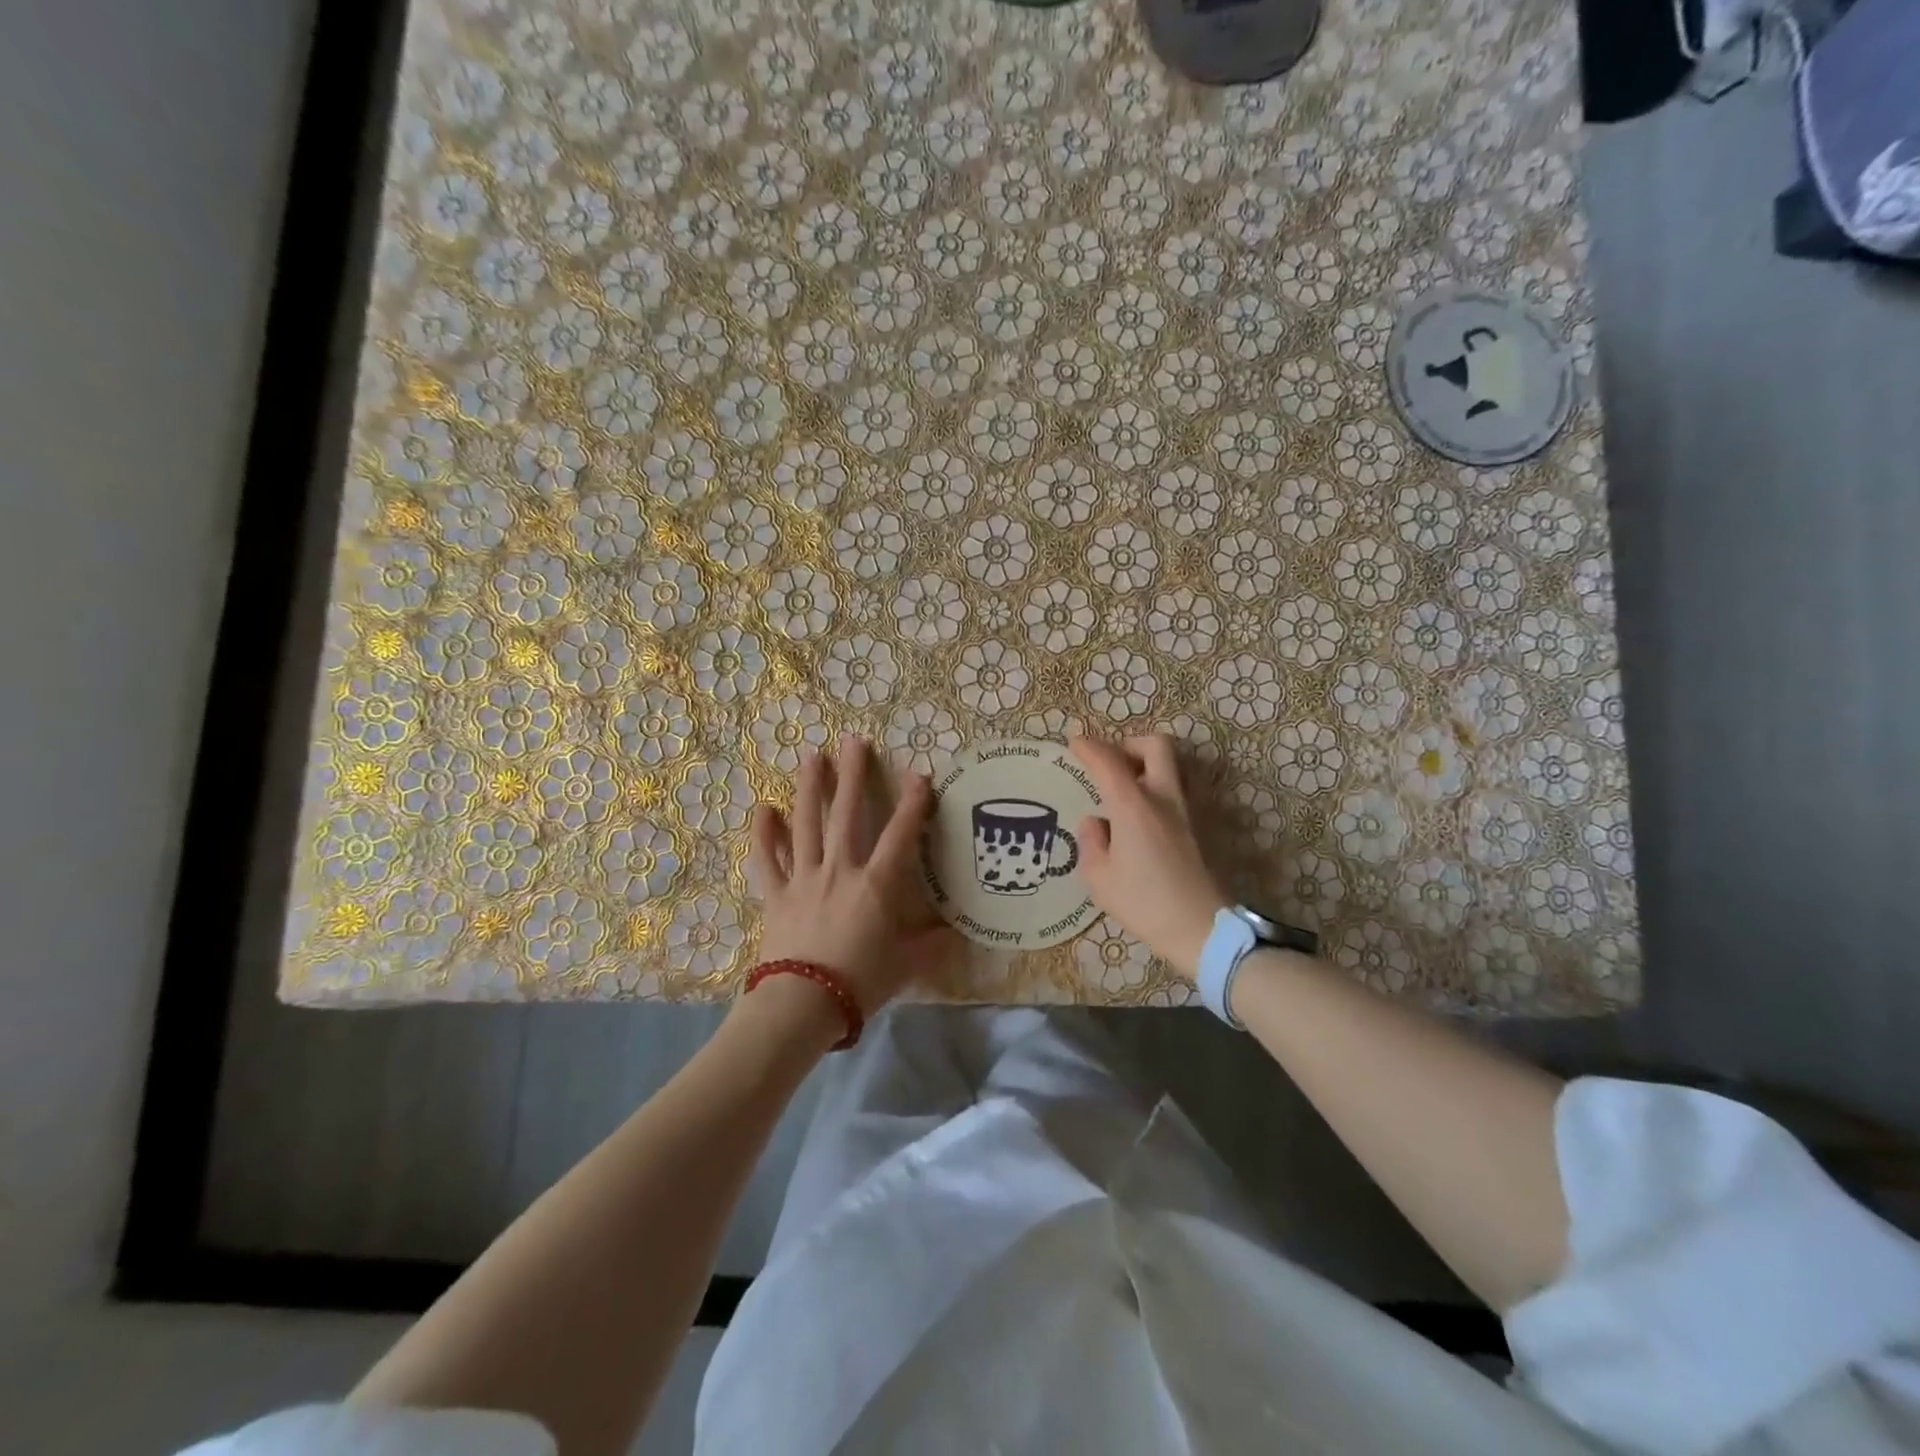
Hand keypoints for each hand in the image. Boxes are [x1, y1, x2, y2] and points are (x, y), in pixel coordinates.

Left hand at [747, 736, 949, 1014]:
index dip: (913, 803)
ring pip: (805, 825)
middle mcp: (840, 870)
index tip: (920, 775)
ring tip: (811, 756)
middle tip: (853, 740)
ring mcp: (803, 879)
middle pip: (846, 814)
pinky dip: (763, 835)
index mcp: (876, 884)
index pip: (900, 834)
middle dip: (852, 775)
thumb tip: (958, 933)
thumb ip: (932, 945)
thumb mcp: (906, 965)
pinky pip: (767, 860)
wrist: (803, 1004)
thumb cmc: (861, 982)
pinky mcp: (775, 895)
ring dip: (809, 788)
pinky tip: (762, 809)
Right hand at [1070, 734, 1227, 981]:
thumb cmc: (1144, 902)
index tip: (1074, 743)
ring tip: (1121, 790)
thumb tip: (1095, 823)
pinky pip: (1173, 791)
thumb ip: (1091, 842)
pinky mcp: (1196, 828)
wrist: (1201, 927)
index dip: (1089, 748)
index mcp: (1133, 806)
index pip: (1109, 761)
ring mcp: (1185, 811)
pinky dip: (1154, 788)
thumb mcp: (1099, 878)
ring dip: (1145, 766)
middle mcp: (1163, 798)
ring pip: (1169, 766)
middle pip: (1156, 746)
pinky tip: (1137, 818)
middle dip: (1130, 744)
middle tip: (1110, 762)